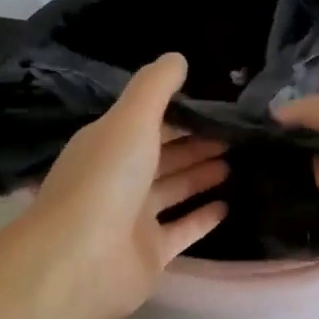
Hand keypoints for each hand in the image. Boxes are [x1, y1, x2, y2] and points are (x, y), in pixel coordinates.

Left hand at [28, 53, 229, 318]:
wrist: (81, 260)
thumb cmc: (106, 180)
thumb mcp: (131, 120)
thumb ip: (155, 87)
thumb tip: (178, 58)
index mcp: (108, 144)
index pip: (147, 122)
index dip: (180, 112)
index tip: (216, 105)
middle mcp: (119, 178)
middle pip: (163, 155)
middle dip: (196, 143)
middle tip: (236, 134)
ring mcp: (133, 218)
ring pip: (173, 190)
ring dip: (201, 175)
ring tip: (237, 161)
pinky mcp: (150, 253)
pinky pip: (182, 230)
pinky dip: (203, 218)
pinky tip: (229, 204)